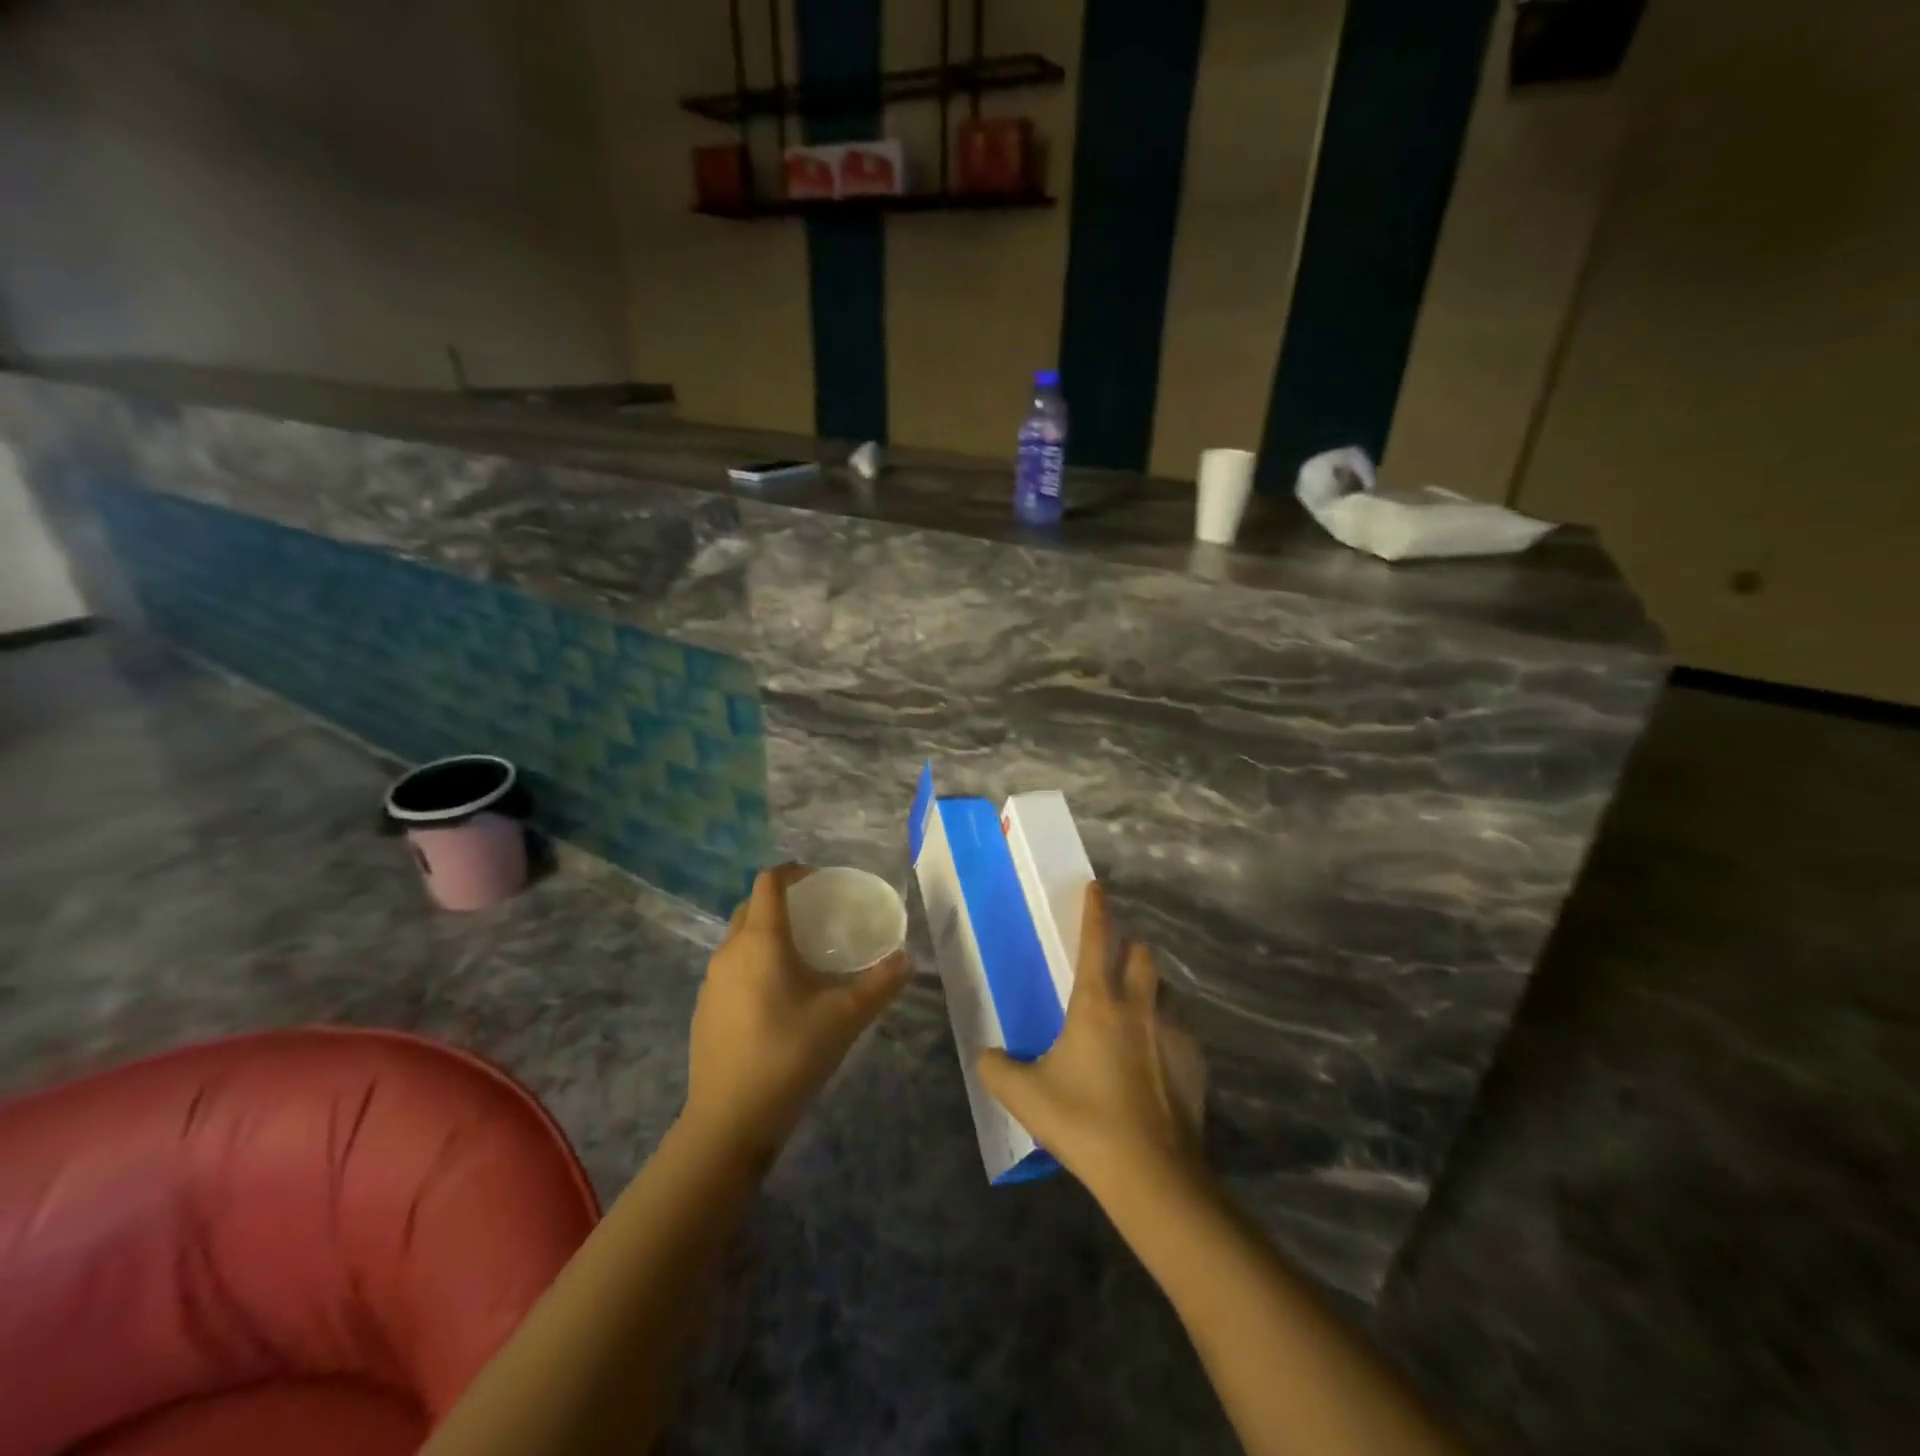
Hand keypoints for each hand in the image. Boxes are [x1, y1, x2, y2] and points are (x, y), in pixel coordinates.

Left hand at [682, 865, 908, 1165]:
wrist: (729, 1121)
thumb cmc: (789, 1055)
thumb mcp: (845, 1017)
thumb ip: (880, 984)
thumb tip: (907, 960)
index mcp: (760, 941)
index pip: (768, 883)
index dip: (793, 872)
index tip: (820, 880)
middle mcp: (730, 951)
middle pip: (750, 908)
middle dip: (781, 902)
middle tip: (817, 915)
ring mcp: (711, 982)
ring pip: (738, 940)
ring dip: (766, 934)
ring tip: (801, 955)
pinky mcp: (704, 1010)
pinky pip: (731, 969)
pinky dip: (753, 963)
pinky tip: (777, 996)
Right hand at [977, 883, 1206, 1191]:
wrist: (1151, 1173)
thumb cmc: (1084, 1120)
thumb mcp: (1025, 1096)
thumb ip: (997, 1069)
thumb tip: (985, 1056)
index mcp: (1097, 1001)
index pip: (1097, 939)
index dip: (1095, 909)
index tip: (1096, 887)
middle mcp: (1139, 1005)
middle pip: (1142, 953)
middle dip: (1129, 949)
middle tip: (1114, 967)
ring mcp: (1173, 1031)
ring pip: (1165, 990)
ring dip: (1150, 991)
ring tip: (1135, 1015)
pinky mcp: (1196, 1060)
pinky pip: (1181, 1028)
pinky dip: (1167, 1030)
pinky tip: (1155, 1059)